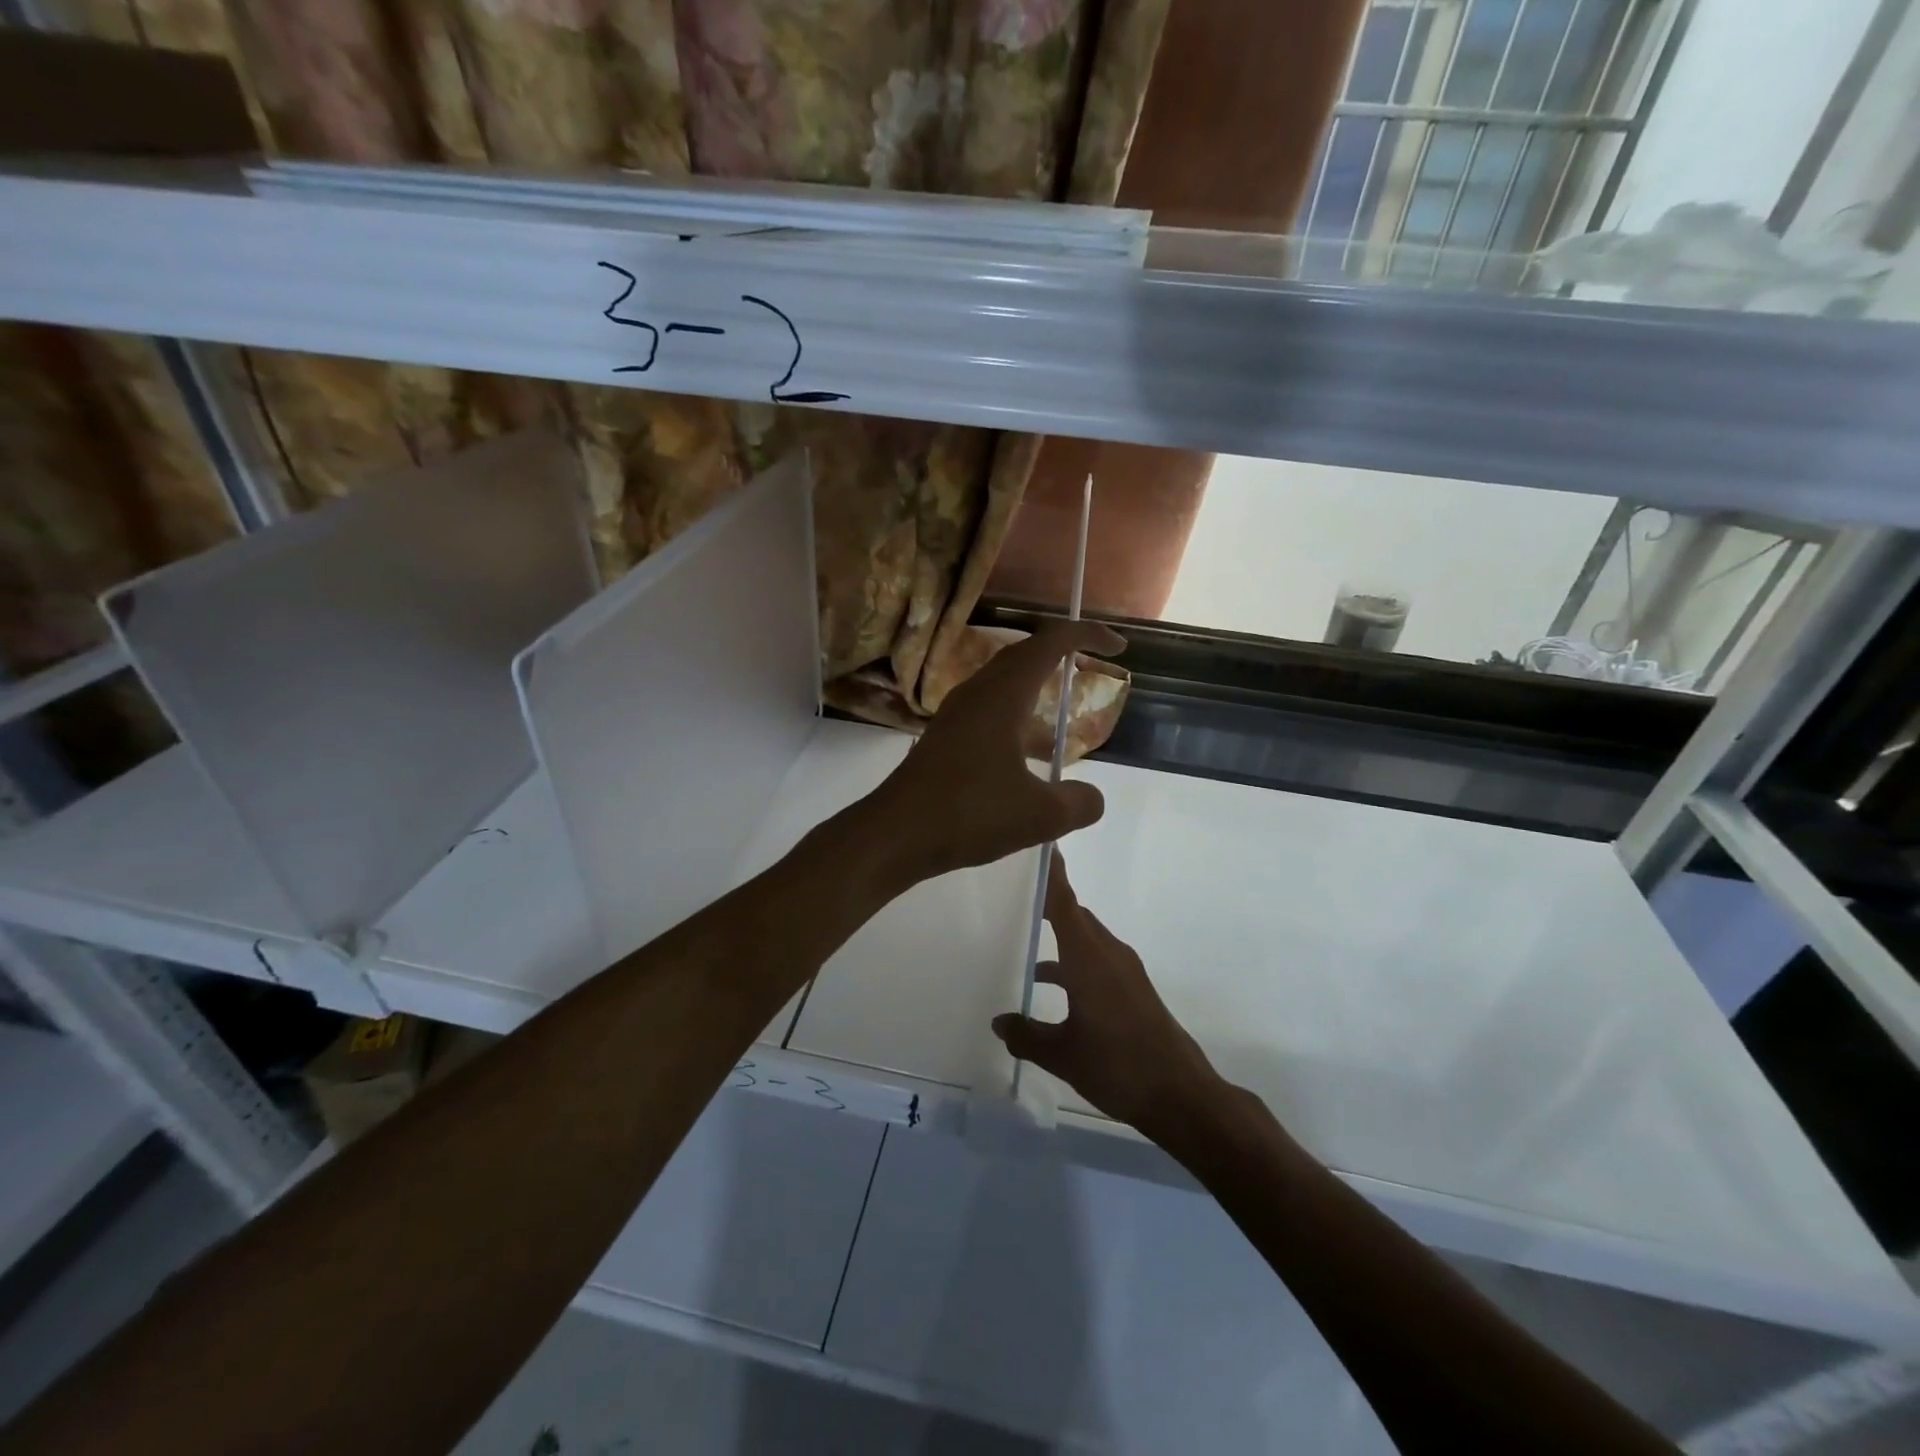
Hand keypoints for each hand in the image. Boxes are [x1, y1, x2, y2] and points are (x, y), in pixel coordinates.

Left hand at [867, 620, 1124, 882]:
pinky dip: (1017, 719)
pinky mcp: (945, 739)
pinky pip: (989, 712)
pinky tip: (1028, 758)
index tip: (1118, 647)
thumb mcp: (1040, 816)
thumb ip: (1078, 803)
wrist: (895, 834)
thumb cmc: (969, 813)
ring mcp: (957, 715)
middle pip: (1024, 656)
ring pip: (1004, 685)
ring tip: (1064, 718)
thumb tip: (1092, 798)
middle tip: (1092, 669)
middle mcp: (978, 693)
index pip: (1050, 643)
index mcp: (1003, 695)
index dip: (1086, 636)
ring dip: (1037, 690)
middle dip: (1061, 655)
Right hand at [991, 855, 1223, 1140]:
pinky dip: (1072, 960)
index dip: (1051, 875)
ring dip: (1059, 935)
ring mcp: (1124, 970)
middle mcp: (1108, 954)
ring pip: (1085, 939)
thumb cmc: (1118, 1066)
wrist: (1181, 1094)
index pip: (1064, 904)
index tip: (1038, 844)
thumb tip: (998, 1022)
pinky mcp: (1132, 988)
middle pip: (1075, 915)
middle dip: (1048, 902)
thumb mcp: (1063, 1055)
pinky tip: (1049, 986)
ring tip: (1021, 938)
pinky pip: (1095, 958)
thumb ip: (1026, 1035)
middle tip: (1013, 893)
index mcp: (1088, 958)